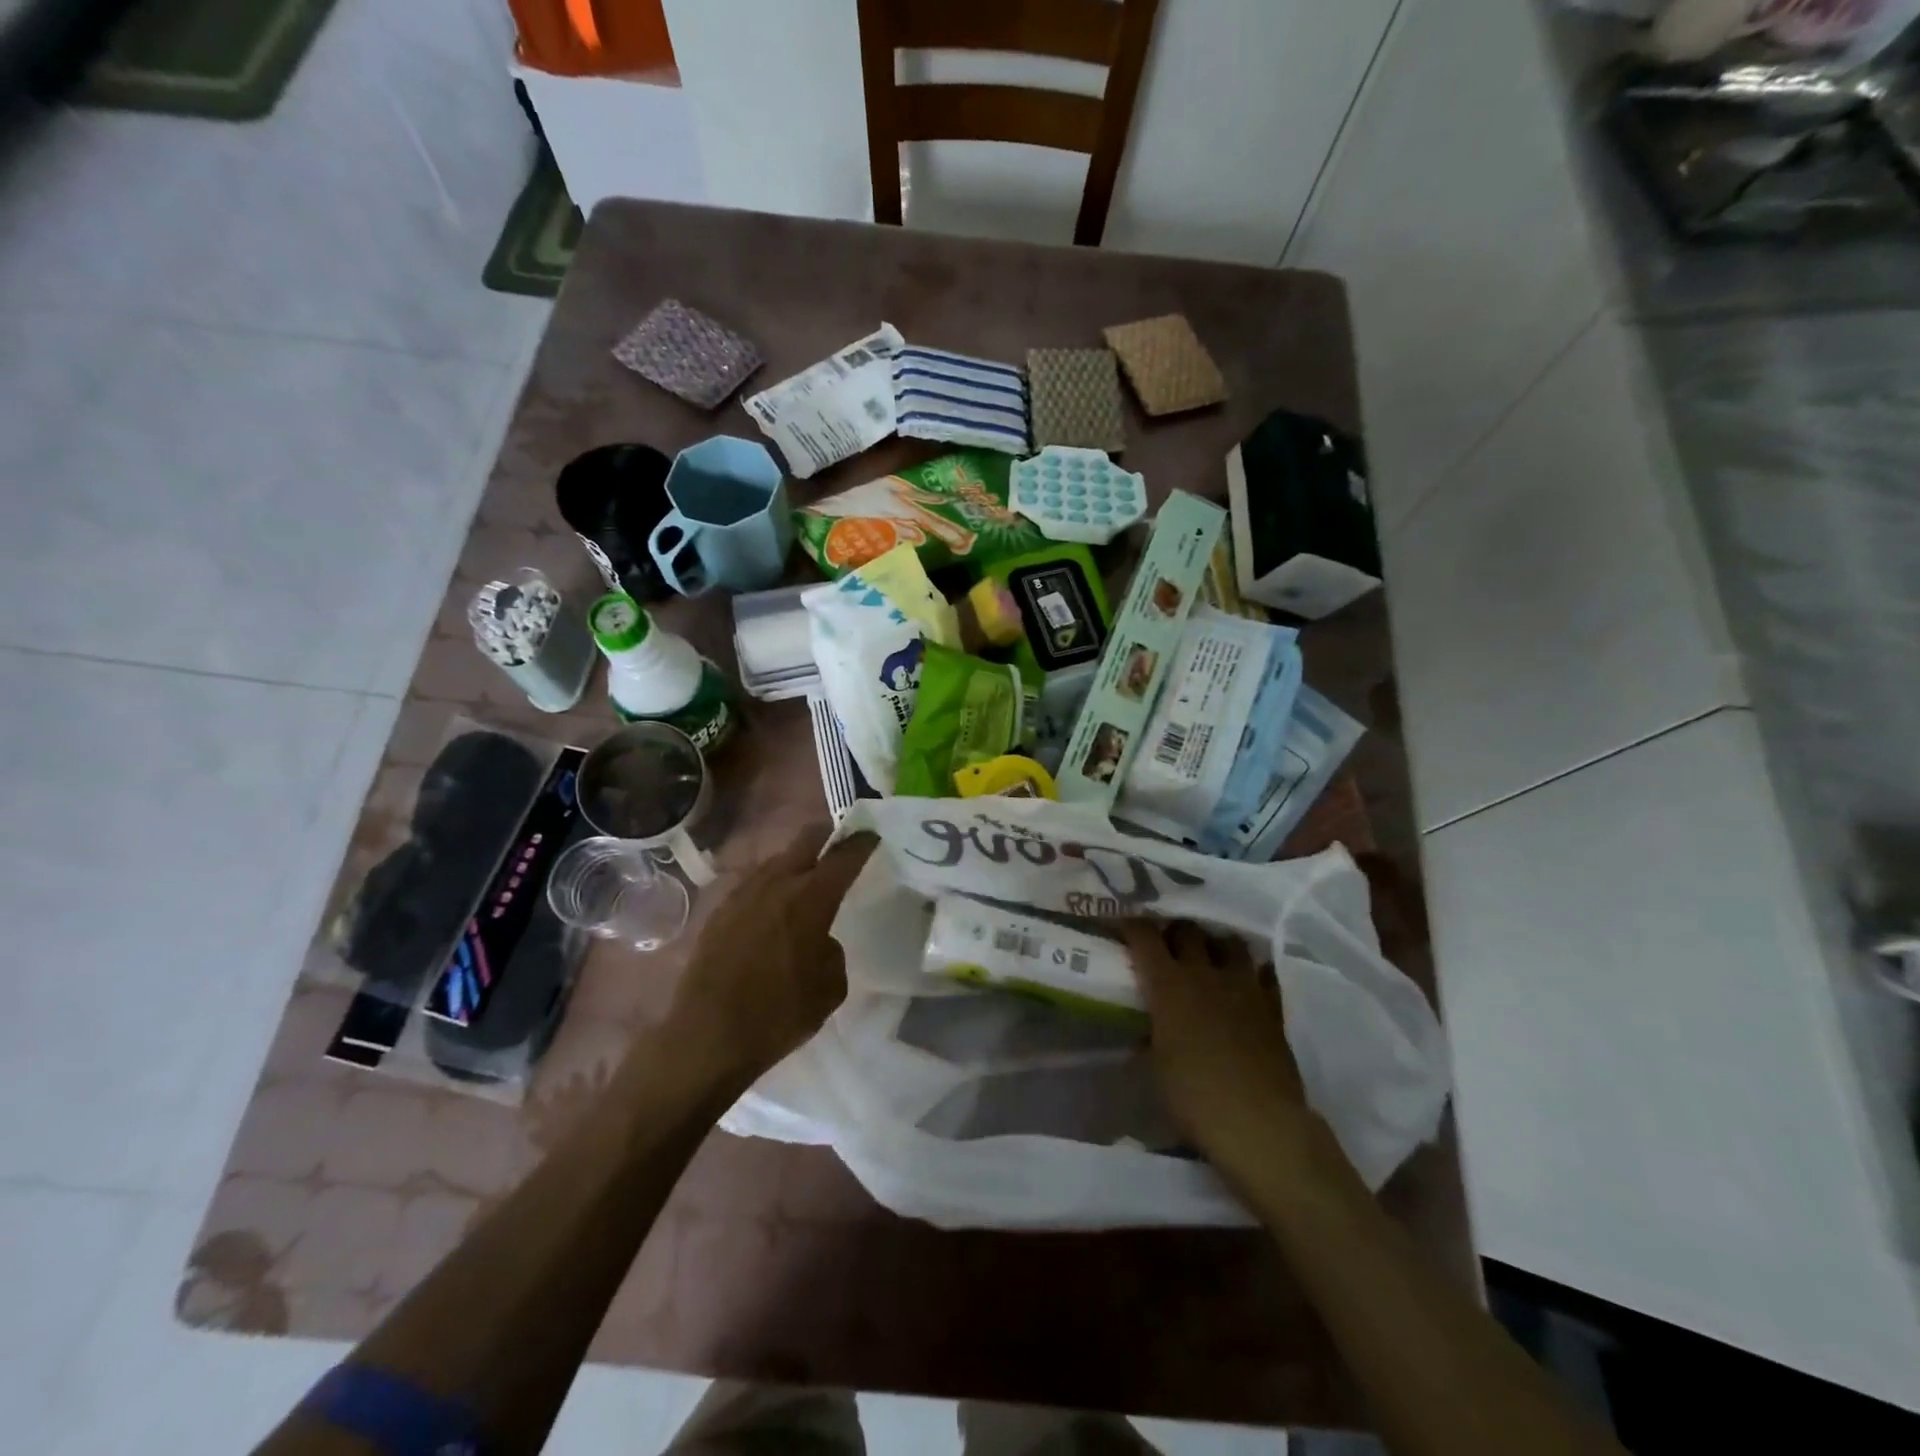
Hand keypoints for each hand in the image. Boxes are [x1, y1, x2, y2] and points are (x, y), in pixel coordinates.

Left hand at [665, 825, 876, 1088]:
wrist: (706, 1038)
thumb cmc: (778, 1015)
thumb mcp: (830, 988)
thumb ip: (832, 951)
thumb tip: (819, 940)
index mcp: (811, 898)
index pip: (844, 856)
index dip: (861, 842)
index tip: (871, 835)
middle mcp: (776, 884)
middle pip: (806, 840)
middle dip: (827, 838)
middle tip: (840, 849)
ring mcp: (742, 894)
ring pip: (777, 861)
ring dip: (795, 864)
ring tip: (806, 883)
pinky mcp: (719, 912)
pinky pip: (753, 886)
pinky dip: (770, 888)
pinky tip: (772, 911)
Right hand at [1122, 920, 1311, 1181]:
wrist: (1259, 1123)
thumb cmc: (1194, 1097)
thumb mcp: (1156, 1067)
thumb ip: (1148, 1037)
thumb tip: (1143, 1031)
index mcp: (1169, 984)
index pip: (1144, 936)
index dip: (1133, 924)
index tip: (1125, 922)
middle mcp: (1205, 974)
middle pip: (1188, 930)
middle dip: (1174, 930)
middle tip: (1166, 941)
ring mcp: (1244, 986)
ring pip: (1230, 942)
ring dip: (1216, 944)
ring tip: (1209, 954)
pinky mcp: (1273, 1006)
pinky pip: (1265, 973)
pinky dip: (1254, 971)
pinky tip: (1248, 980)